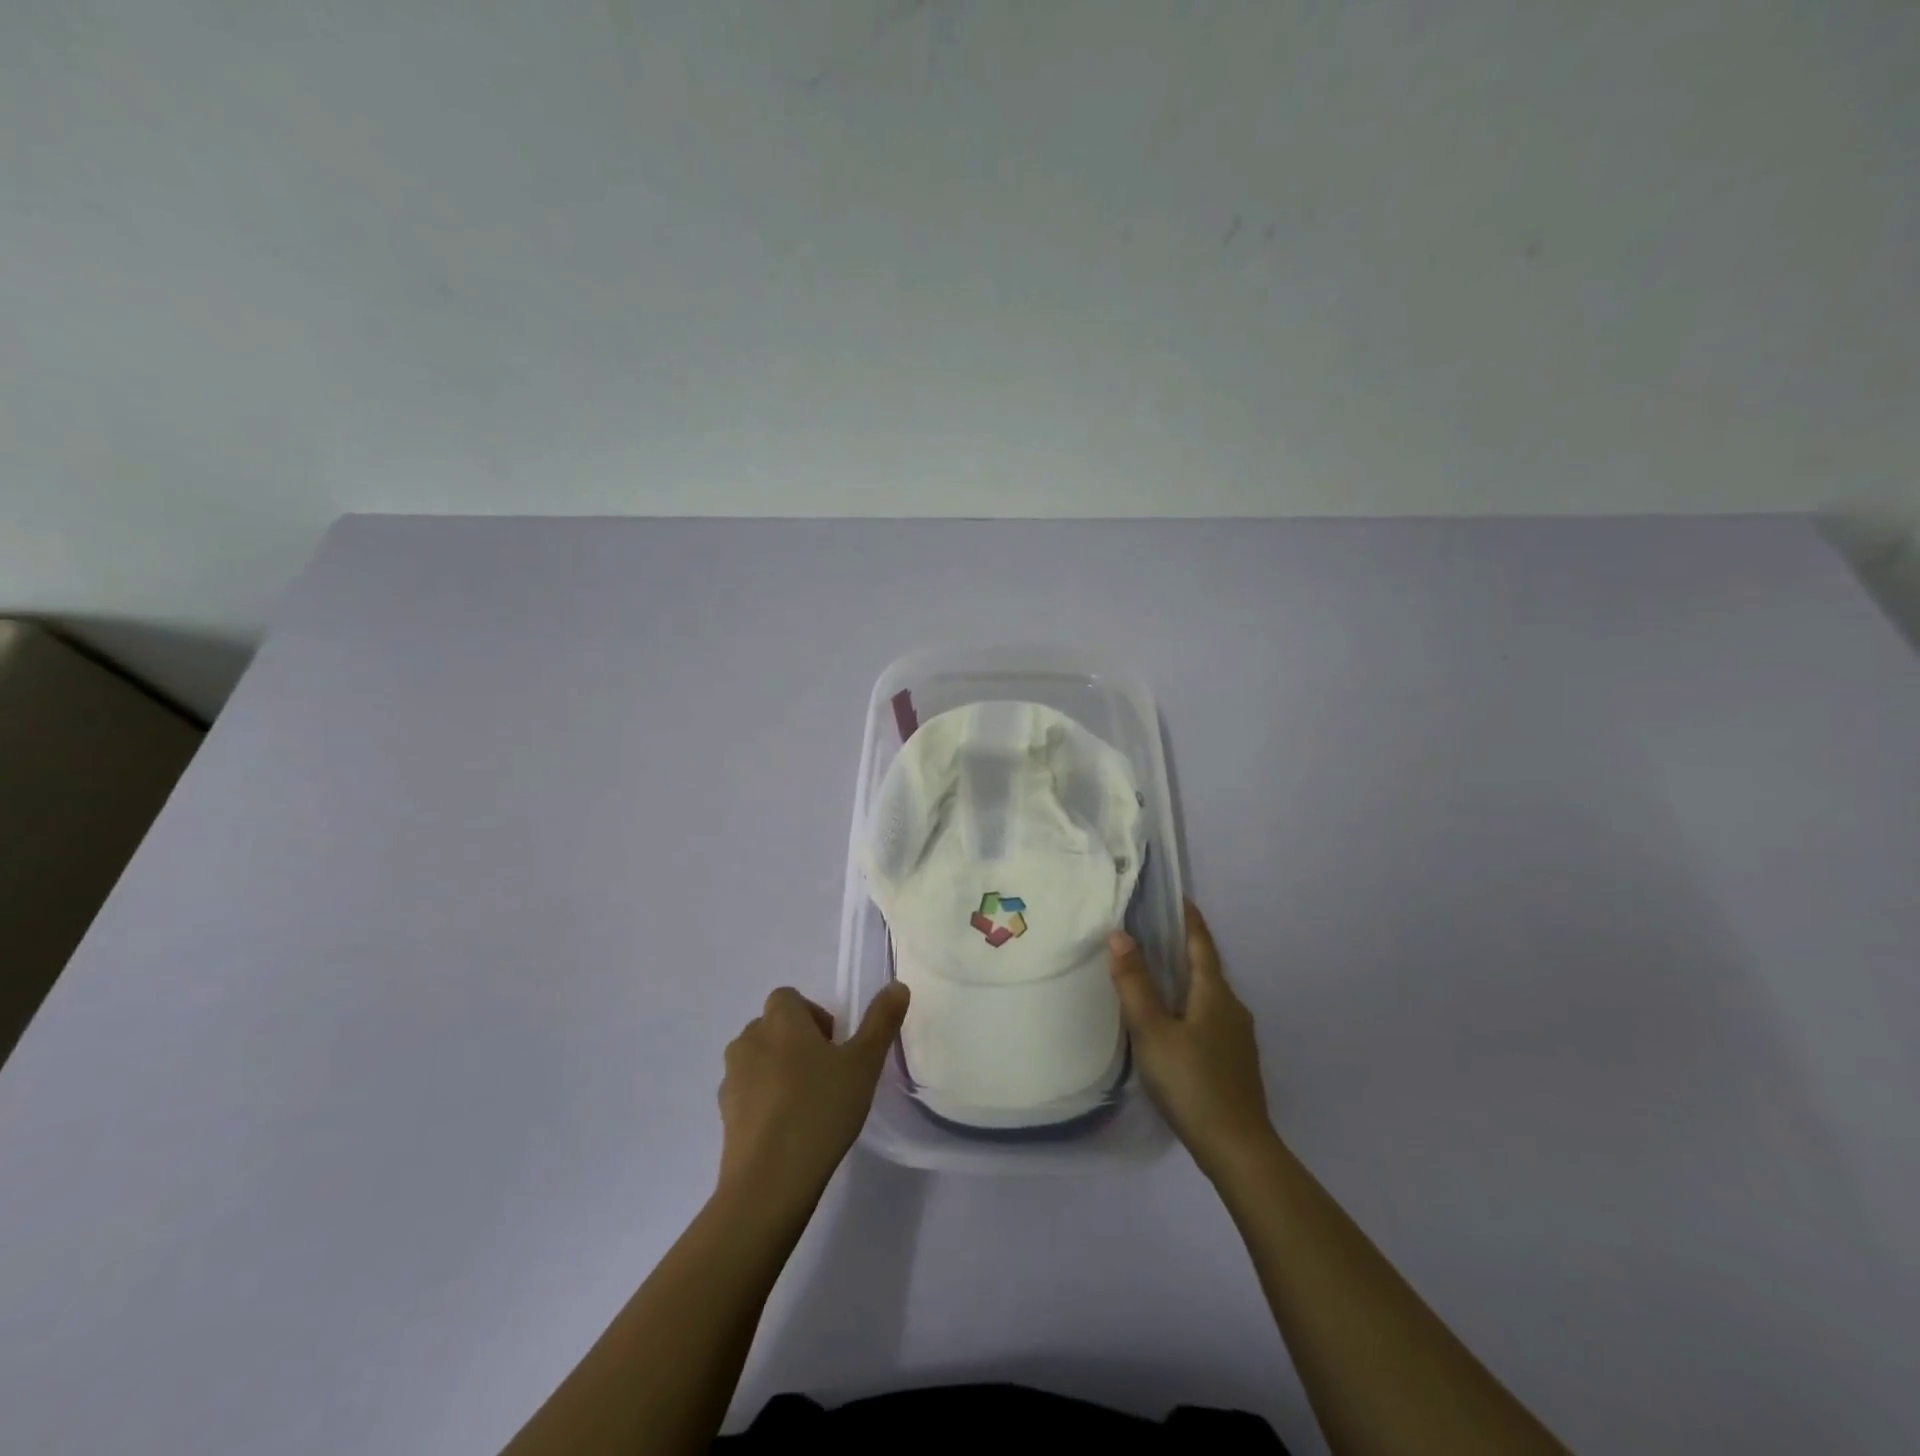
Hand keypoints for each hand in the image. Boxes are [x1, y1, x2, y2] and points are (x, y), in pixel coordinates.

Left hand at [716, 983, 909, 1214]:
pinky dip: (764, 1101)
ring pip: (758, 1060)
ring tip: (808, 1104)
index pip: (789, 998)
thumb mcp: (864, 1064)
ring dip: (778, 1070)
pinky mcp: (724, 1115)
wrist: (769, 1182)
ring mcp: (731, 1079)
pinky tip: (788, 1131)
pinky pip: (747, 1094)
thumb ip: (881, 1021)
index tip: (835, 1046)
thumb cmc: (820, 1110)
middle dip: (797, 1042)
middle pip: (772, 1027)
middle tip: (828, 1074)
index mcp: (780, 1020)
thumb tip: (897, 985)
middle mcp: (749, 1040)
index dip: (813, 1015)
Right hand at [1110, 902, 1276, 1181]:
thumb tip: (1119, 935)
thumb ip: (1135, 983)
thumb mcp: (1152, 1031)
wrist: (1238, 1149)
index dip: (1188, 918)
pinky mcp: (1235, 1060)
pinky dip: (1188, 1005)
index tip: (1175, 896)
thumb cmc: (1192, 1082)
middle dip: (1181, 946)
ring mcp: (1238, 1036)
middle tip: (1150, 931)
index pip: (1200, 942)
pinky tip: (1171, 1021)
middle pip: (1205, 966)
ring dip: (1183, 978)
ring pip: (1207, 994)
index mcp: (1214, 992)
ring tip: (1153, 973)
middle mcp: (1232, 1006)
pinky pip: (1209, 1017)